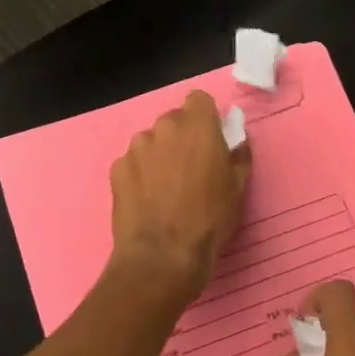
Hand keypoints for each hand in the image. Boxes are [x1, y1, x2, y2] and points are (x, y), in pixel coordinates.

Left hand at [108, 90, 250, 304]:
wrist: (162, 256)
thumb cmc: (209, 220)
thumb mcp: (238, 188)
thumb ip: (238, 154)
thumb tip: (236, 140)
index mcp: (197, 126)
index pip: (198, 99)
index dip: (204, 116)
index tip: (209, 137)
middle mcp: (164, 128)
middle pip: (173, 121)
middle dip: (181, 137)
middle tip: (189, 168)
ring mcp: (136, 147)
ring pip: (150, 141)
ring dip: (158, 155)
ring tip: (165, 188)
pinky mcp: (116, 168)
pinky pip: (132, 162)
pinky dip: (139, 174)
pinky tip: (147, 200)